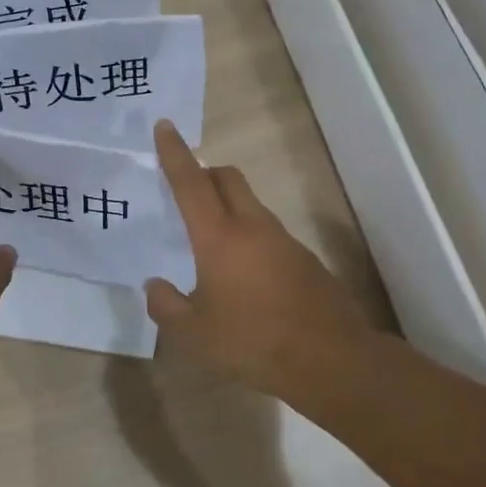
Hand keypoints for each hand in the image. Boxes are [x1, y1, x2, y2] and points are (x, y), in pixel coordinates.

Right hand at [145, 120, 376, 404]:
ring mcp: (284, 241)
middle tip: (186, 188)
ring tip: (210, 241)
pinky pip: (268, 233)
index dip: (175, 154)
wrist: (330, 359)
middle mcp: (253, 227)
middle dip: (205, 172)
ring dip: (228, 207)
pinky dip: (249, 236)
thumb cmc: (252, 342)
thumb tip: (155, 286)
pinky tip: (242, 274)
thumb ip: (166, 306)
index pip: (191, 183)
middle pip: (228, 179)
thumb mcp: (193, 334)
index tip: (166, 127)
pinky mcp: (304, 260)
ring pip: (250, 205)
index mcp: (219, 237)